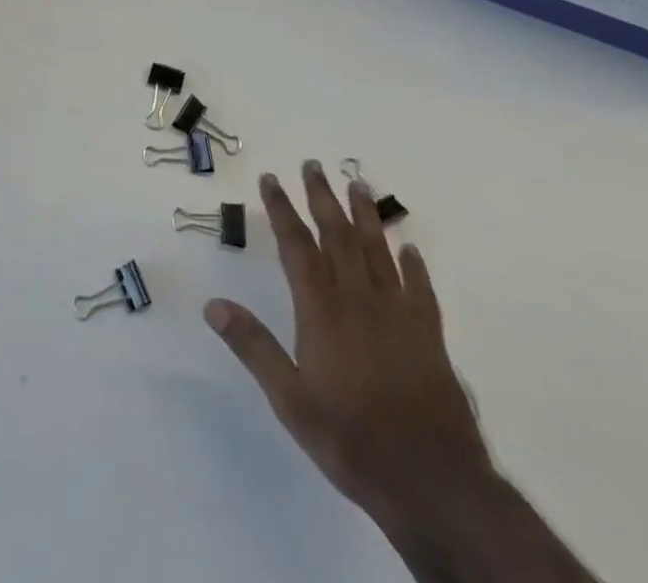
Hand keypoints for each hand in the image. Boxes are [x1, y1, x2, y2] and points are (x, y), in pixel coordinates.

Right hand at [205, 164, 491, 526]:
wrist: (434, 484)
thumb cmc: (352, 440)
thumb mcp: (291, 401)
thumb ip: (253, 348)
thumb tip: (212, 305)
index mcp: (322, 312)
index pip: (297, 247)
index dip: (282, 209)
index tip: (271, 178)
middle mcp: (359, 301)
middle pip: (338, 236)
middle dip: (322, 197)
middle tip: (312, 164)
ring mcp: (398, 316)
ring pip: (378, 252)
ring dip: (366, 216)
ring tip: (357, 184)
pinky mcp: (429, 337)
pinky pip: (421, 290)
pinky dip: (414, 266)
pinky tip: (410, 249)